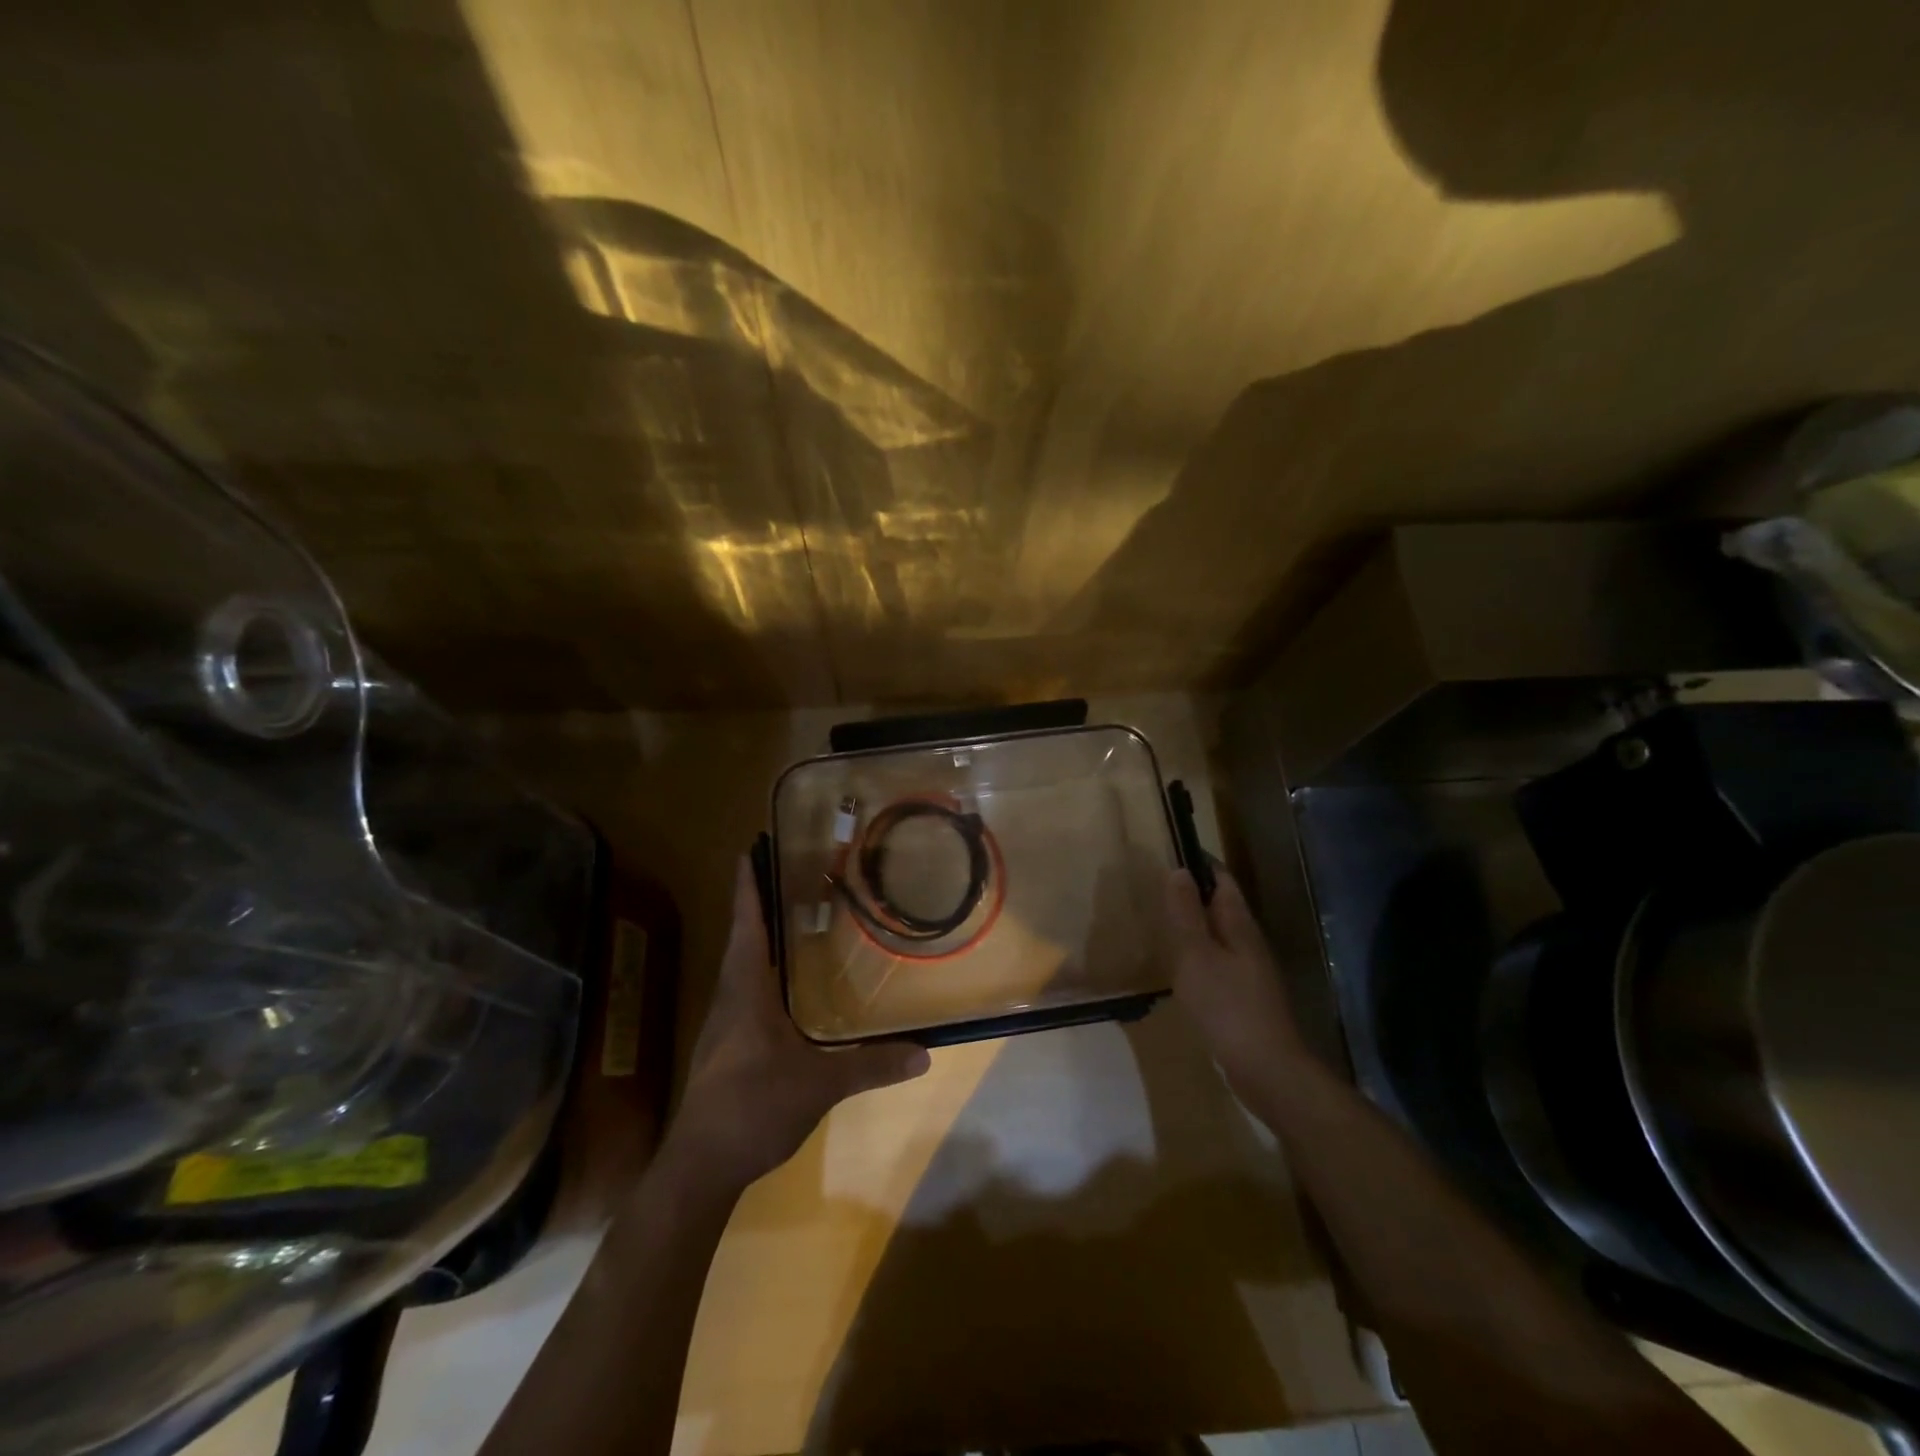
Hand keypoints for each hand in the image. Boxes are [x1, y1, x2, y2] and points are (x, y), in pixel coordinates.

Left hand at [669, 857, 930, 1189]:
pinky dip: (766, 974)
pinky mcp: (725, 1048)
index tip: (750, 849)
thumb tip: (925, 1053)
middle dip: (762, 905)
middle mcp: (730, 997)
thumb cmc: (753, 1106)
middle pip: (743, 938)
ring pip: (744, 967)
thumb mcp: (820, 1084)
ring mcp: (724, 1025)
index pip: (746, 923)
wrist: (699, 1166)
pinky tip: (790, 989)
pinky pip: (746, 994)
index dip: (747, 885)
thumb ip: (871, 1065)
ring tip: (797, 922)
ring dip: (764, 940)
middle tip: (794, 877)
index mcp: (746, 989)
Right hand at [1165, 867, 1303, 1100]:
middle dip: (1195, 892)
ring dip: (1196, 924)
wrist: (1267, 1069)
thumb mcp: (1196, 955)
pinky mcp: (1245, 997)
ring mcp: (1250, 971)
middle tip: (1158, 885)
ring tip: (1164, 921)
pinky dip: (1199, 954)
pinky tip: (1181, 967)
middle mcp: (1249, 942)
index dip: (1200, 863)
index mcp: (1239, 925)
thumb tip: (1178, 870)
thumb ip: (1185, 914)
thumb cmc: (1227, 1005)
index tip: (1173, 851)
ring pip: (1220, 935)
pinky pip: (1219, 962)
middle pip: (1223, 906)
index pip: (1222, 880)